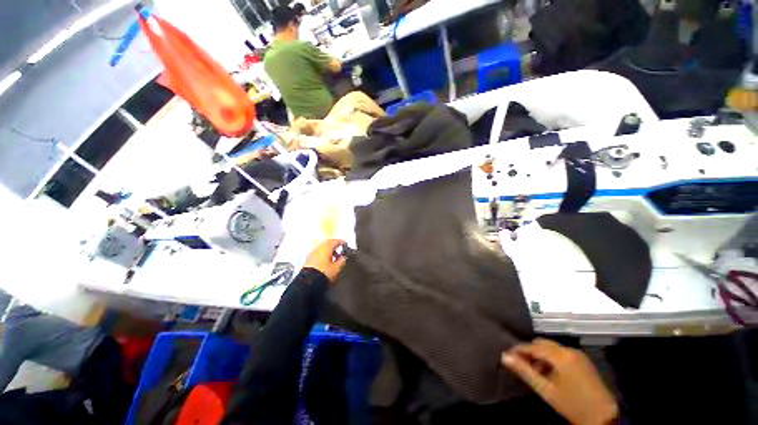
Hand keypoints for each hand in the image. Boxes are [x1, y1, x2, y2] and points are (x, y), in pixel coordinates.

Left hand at [304, 239, 347, 283]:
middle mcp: (318, 248)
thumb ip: (342, 261)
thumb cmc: (324, 273)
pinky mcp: (308, 260)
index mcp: (326, 248)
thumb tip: (343, 257)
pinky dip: (323, 255)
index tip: (345, 244)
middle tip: (340, 250)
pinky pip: (318, 254)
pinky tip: (326, 262)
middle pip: (328, 244)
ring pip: (322, 249)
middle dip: (334, 246)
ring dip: (329, 251)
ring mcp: (312, 254)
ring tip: (334, 258)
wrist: (308, 283)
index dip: (341, 242)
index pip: (335, 241)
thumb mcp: (336, 268)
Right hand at [502, 339, 617, 424]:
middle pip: (542, 343)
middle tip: (520, 364)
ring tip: (534, 370)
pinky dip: (551, 359)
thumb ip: (524, 371)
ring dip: (540, 355)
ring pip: (551, 348)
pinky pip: (561, 353)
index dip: (518, 349)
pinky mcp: (583, 360)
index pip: (533, 346)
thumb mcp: (546, 390)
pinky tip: (549, 372)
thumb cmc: (572, 404)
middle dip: (530, 351)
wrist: (604, 416)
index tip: (507, 355)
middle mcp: (569, 350)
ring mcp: (578, 354)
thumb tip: (505, 357)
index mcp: (560, 356)